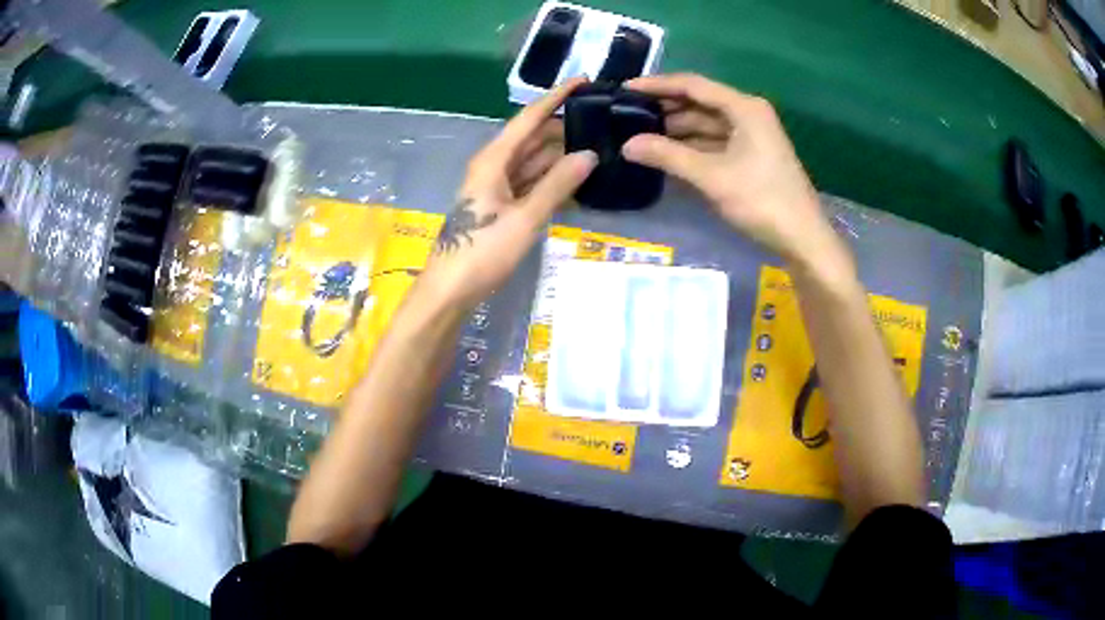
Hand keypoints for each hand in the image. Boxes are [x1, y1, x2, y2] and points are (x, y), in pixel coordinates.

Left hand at [419, 79, 596, 309]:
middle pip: (533, 137)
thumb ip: (558, 185)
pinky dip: (551, 179)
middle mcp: (494, 165)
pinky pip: (530, 182)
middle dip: (564, 126)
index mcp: (494, 159)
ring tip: (597, 145)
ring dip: (560, 154)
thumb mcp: (525, 217)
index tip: (583, 80)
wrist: (450, 290)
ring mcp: (496, 186)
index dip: (556, 97)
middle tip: (602, 121)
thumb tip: (589, 154)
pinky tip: (576, 179)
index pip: (529, 118)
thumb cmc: (482, 251)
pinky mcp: (499, 205)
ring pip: (533, 160)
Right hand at [621, 73, 840, 267]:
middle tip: (627, 116)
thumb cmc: (762, 200)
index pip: (693, 85)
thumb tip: (627, 145)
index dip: (658, 85)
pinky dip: (692, 147)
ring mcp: (751, 135)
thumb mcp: (712, 176)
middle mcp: (747, 114)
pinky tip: (667, 155)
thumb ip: (668, 156)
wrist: (802, 239)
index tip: (625, 89)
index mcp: (744, 107)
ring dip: (677, 131)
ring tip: (640, 136)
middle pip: (699, 103)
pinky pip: (715, 143)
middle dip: (665, 109)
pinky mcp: (750, 156)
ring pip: (706, 124)